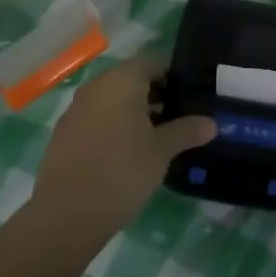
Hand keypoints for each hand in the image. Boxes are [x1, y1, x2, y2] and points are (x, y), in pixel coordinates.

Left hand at [32, 58, 215, 237]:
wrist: (66, 214)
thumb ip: (187, 131)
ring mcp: (76, 109)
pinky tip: (125, 153)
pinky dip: (112, 126)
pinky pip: (95, 118)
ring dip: (132, 111)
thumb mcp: (162, 151)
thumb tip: (212, 123)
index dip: (173, 76)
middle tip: (177, 118)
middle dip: (154, 94)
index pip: (153, 62)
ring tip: (155, 138)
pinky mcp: (63, 133)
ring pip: (112, 99)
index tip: (190, 96)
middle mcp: (96, 86)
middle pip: (131, 79)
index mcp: (122, 80)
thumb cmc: (122, 171)